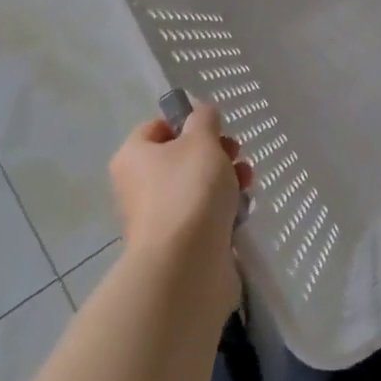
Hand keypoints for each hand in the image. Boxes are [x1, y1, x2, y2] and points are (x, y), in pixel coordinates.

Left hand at [109, 103, 251, 321]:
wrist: (187, 265)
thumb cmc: (189, 190)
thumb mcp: (202, 139)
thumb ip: (204, 118)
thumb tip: (201, 114)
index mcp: (133, 156)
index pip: (158, 126)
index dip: (188, 122)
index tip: (216, 128)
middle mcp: (139, 186)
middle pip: (181, 157)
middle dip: (215, 152)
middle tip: (236, 154)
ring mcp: (159, 218)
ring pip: (197, 186)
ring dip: (226, 179)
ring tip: (246, 182)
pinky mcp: (181, 244)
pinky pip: (205, 215)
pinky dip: (225, 209)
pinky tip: (243, 209)